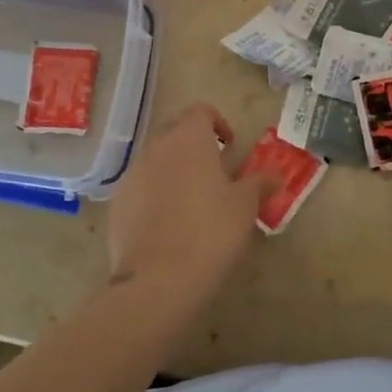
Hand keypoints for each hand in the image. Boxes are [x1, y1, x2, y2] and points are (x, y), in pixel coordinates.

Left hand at [107, 103, 274, 299]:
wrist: (158, 280)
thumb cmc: (211, 232)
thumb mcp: (245, 206)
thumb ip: (259, 183)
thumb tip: (274, 175)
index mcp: (188, 139)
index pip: (201, 111)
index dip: (218, 123)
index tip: (230, 147)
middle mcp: (156, 147)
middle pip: (176, 133)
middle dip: (195, 147)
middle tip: (215, 174)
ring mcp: (131, 175)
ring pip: (156, 161)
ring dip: (174, 171)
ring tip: (192, 203)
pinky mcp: (117, 204)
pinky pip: (140, 188)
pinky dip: (154, 196)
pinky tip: (168, 226)